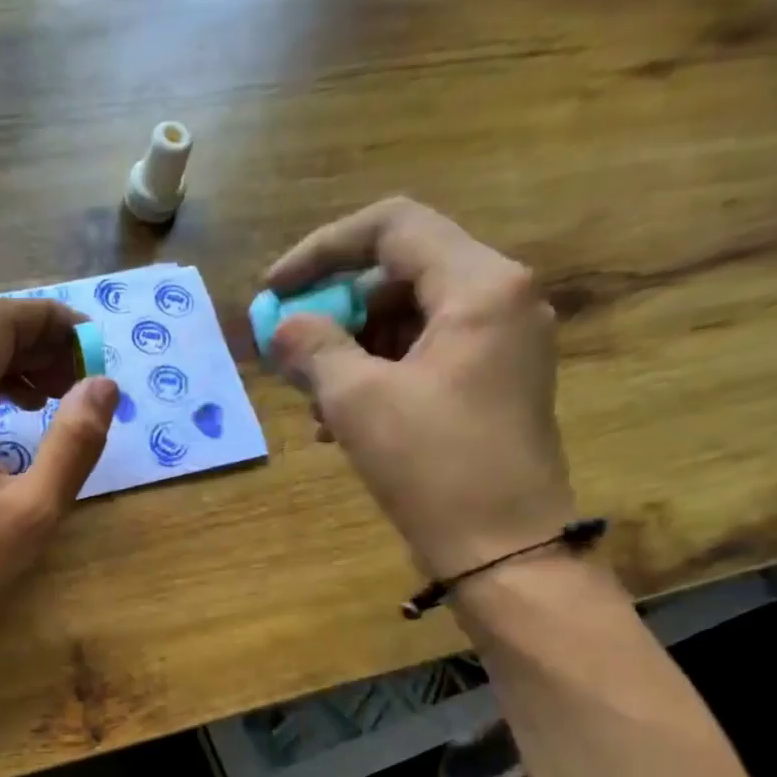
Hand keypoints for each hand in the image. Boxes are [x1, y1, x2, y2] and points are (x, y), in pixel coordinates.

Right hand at [265, 197, 574, 579]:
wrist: (503, 549)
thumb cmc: (433, 467)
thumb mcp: (358, 401)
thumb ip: (314, 348)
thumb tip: (283, 326)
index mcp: (479, 285)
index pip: (392, 227)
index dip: (321, 250)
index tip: (273, 292)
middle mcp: (501, 298)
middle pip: (400, 273)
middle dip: (334, 309)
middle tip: (290, 352)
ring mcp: (502, 343)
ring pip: (408, 318)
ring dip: (350, 349)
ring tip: (312, 400)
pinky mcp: (493, 382)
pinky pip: (424, 355)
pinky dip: (378, 374)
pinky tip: (341, 420)